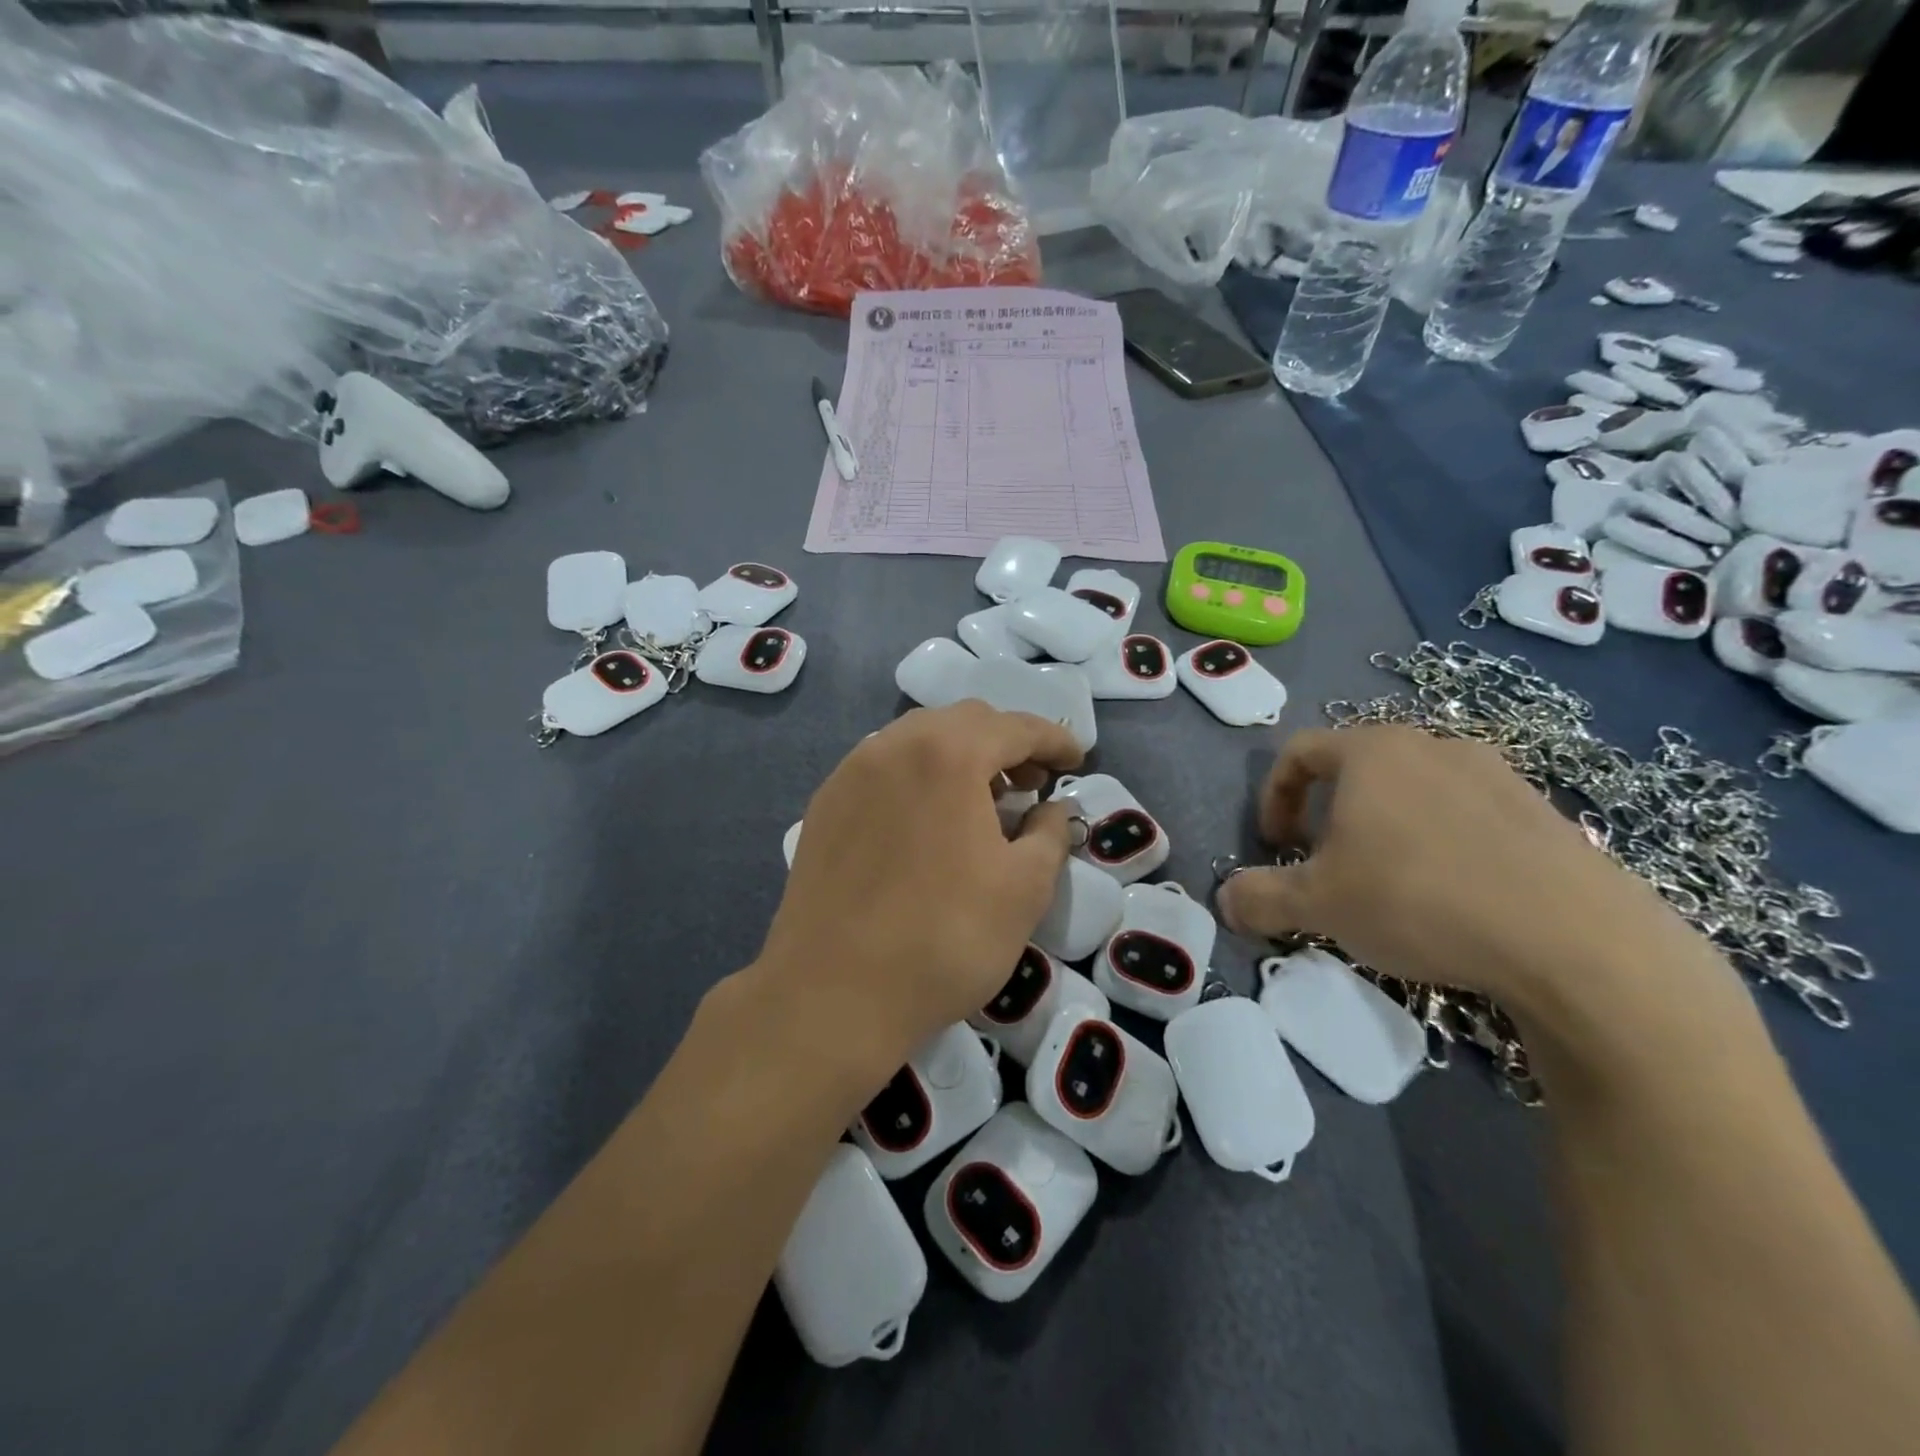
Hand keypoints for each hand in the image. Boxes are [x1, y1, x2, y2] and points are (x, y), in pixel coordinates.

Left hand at [752, 702, 1083, 1088]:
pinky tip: (928, 820)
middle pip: (963, 722)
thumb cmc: (944, 939)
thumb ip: (1050, 833)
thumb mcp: (1024, 889)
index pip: (1014, 727)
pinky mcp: (825, 805)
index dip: (1053, 739)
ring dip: (960, 756)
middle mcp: (893, 746)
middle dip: (1006, 743)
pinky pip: (883, 768)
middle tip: (1031, 783)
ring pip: (918, 740)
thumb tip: (1054, 808)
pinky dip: (919, 776)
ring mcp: (850, 773)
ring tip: (982, 801)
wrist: (833, 994)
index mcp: (947, 754)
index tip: (1076, 760)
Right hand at [1217, 725, 1746, 1051]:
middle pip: (1356, 768)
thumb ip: (1258, 897)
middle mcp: (1431, 745)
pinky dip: (1441, 842)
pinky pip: (1467, 814)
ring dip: (1384, 827)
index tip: (1276, 846)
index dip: (1274, 798)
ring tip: (1390, 882)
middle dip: (1328, 814)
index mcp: (1371, 751)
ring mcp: (1495, 773)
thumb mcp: (1318, 905)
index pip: (1298, 753)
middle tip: (1326, 865)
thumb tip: (1225, 901)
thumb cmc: (1419, 900)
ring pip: (1413, 790)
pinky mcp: (1542, 810)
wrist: (1576, 941)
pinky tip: (1454, 896)